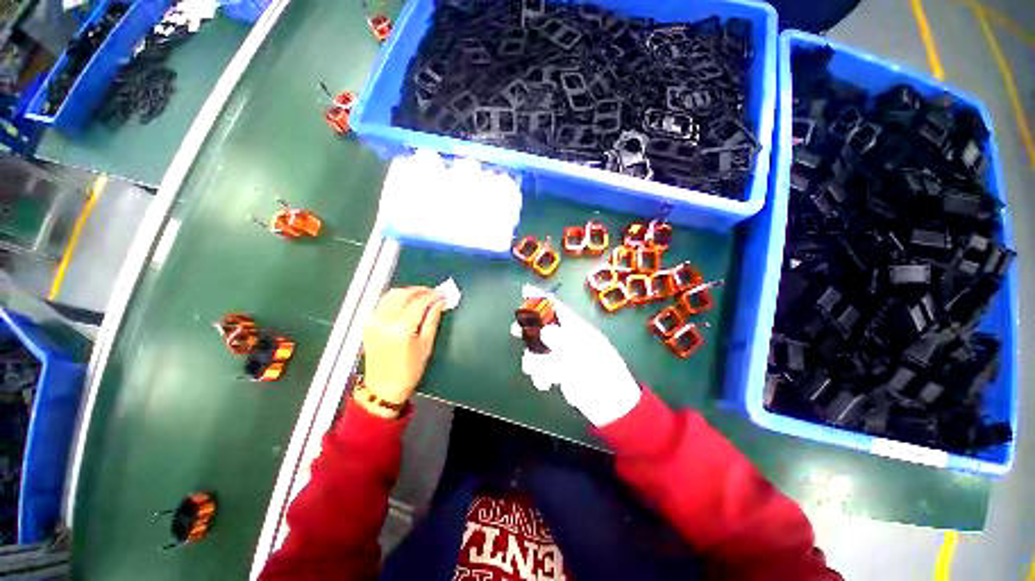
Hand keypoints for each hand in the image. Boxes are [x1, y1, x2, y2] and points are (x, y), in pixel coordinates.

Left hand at [361, 287, 445, 409]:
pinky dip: (394, 299)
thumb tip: (439, 302)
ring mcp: (373, 320)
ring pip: (391, 294)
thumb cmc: (408, 372)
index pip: (418, 302)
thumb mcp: (425, 347)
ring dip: (406, 292)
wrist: (384, 387)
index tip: (442, 294)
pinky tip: (404, 304)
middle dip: (419, 290)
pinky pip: (382, 303)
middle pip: (403, 294)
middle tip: (432, 293)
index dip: (432, 296)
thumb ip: (432, 321)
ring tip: (419, 297)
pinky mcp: (368, 323)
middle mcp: (385, 320)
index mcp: (401, 328)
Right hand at [514, 286, 640, 426]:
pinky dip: (540, 377)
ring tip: (543, 375)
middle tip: (516, 331)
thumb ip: (565, 341)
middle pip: (544, 328)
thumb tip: (545, 330)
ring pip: (539, 351)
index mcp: (580, 331)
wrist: (611, 406)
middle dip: (530, 330)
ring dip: (536, 362)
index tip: (525, 289)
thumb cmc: (605, 375)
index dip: (542, 298)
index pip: (559, 310)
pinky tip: (546, 384)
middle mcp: (570, 342)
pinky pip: (541, 370)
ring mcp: (564, 359)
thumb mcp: (587, 355)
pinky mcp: (560, 376)